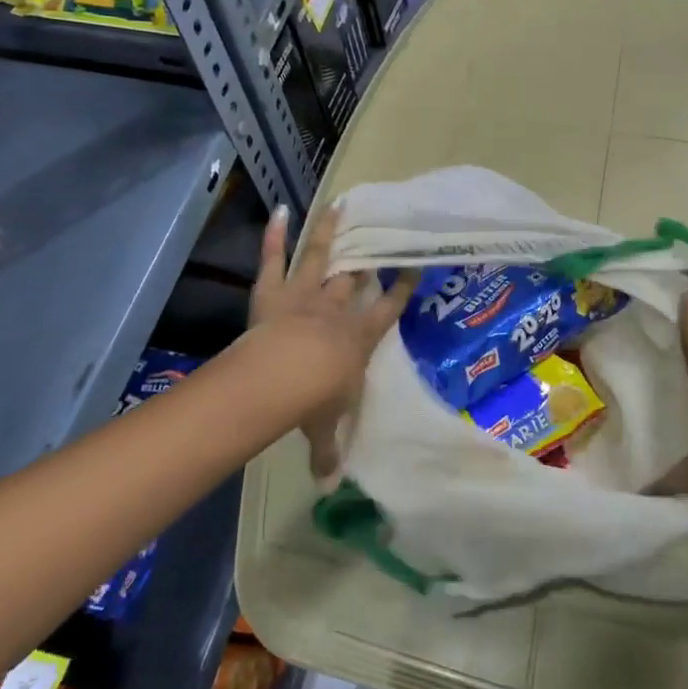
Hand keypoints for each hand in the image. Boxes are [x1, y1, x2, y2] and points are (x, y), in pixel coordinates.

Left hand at [249, 204, 415, 477]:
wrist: (282, 377)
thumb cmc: (313, 400)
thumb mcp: (324, 426)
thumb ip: (326, 451)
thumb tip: (328, 484)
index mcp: (358, 338)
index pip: (388, 310)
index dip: (402, 289)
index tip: (414, 266)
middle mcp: (336, 310)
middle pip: (354, 277)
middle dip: (367, 256)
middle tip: (379, 231)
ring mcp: (304, 295)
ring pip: (320, 257)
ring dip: (330, 232)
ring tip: (341, 204)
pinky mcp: (273, 291)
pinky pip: (274, 259)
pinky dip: (276, 235)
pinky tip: (282, 209)